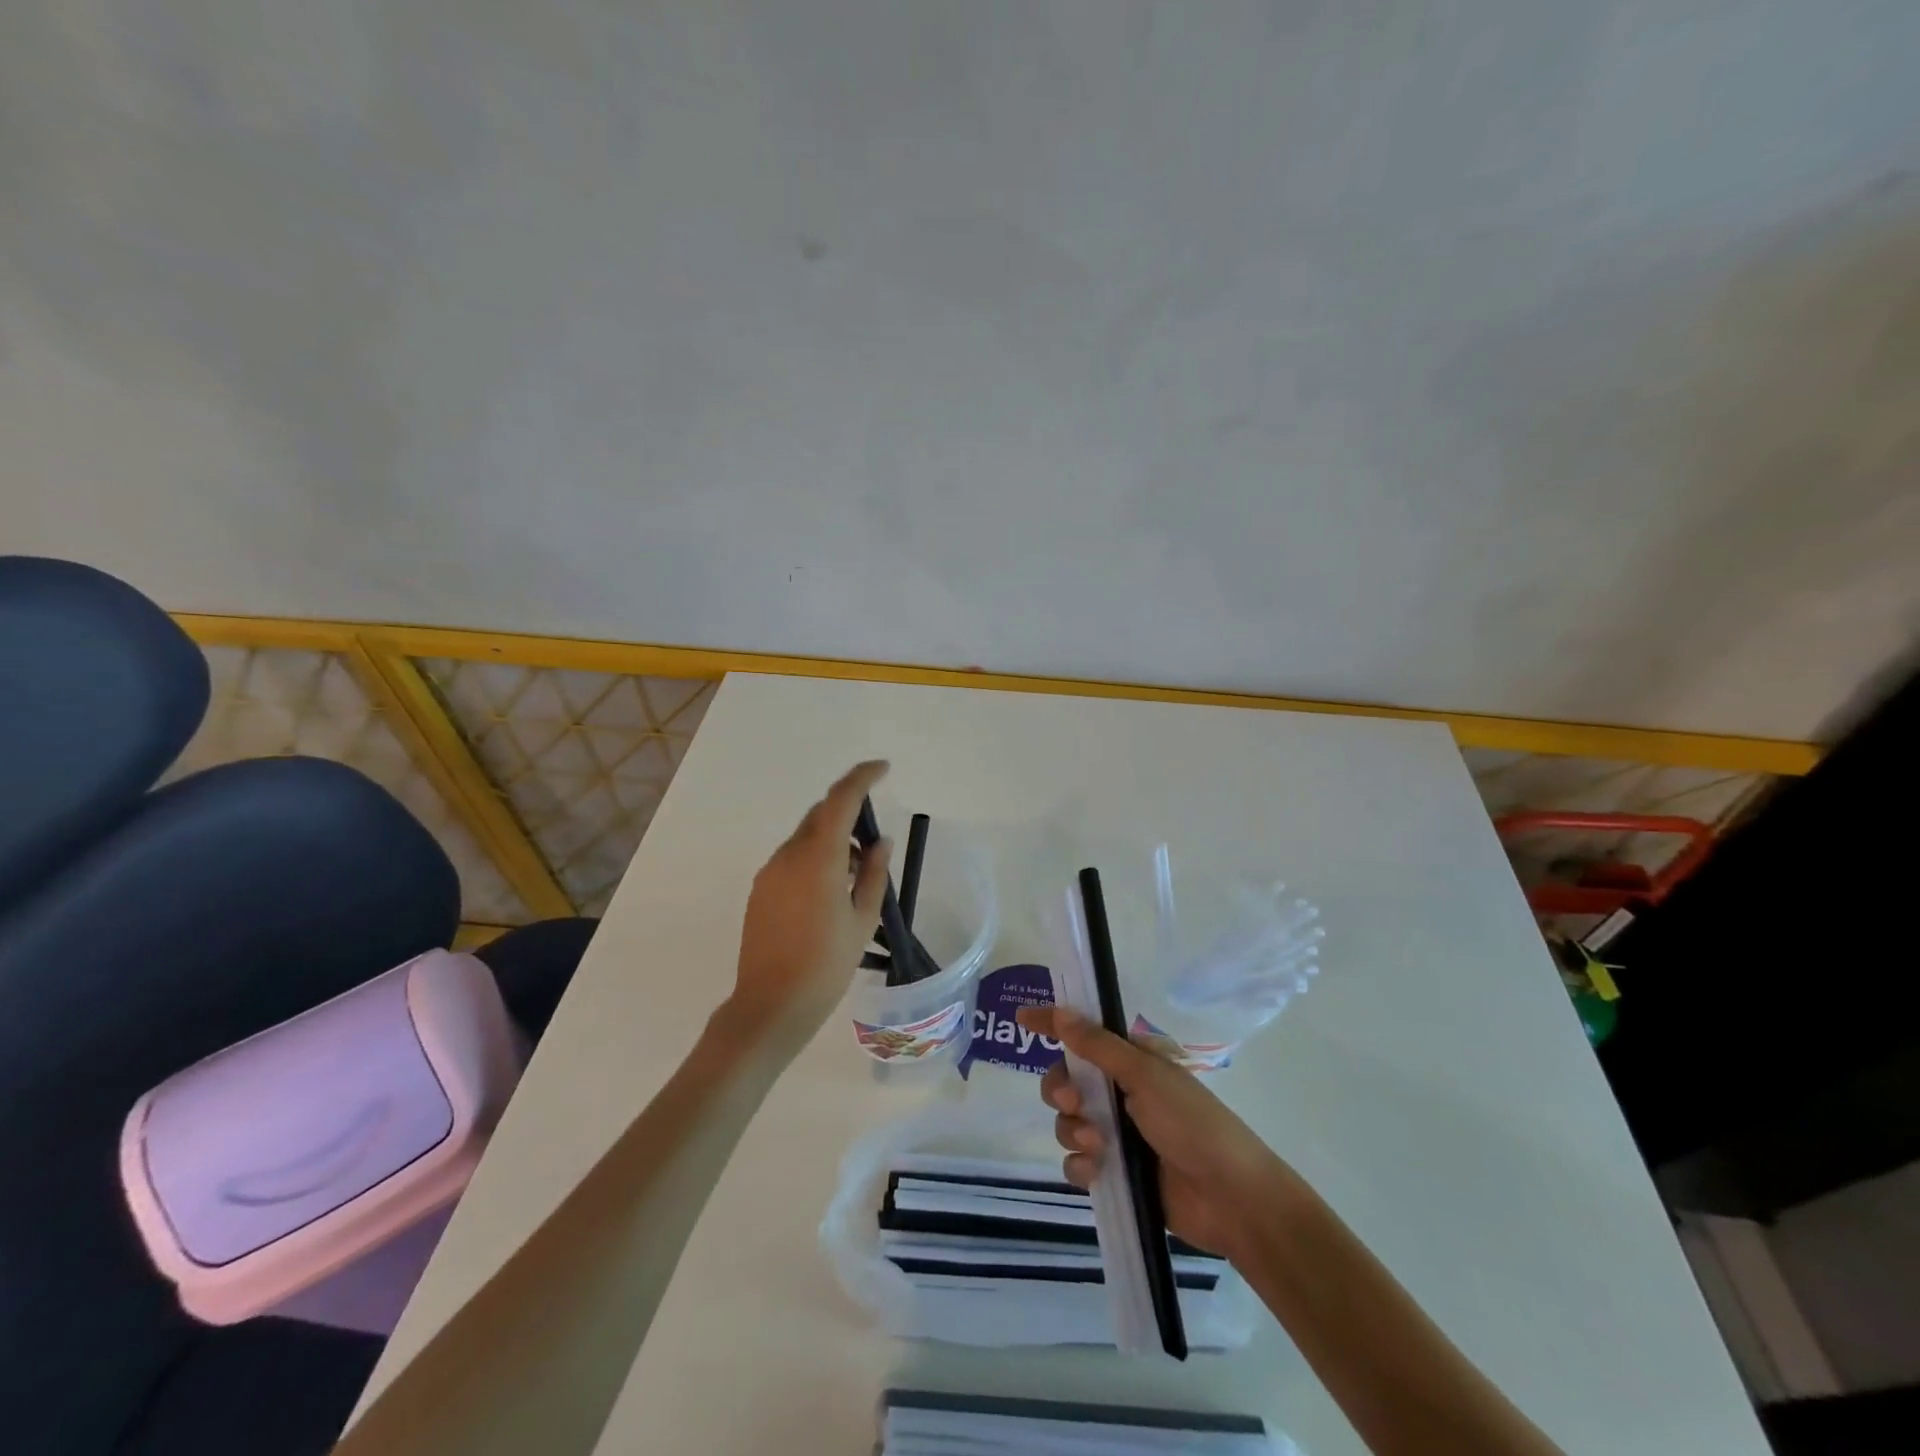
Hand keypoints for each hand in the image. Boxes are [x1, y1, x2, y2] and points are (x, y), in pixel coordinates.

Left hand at [728, 760, 892, 1041]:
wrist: (771, 1004)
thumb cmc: (827, 964)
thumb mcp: (863, 919)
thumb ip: (875, 873)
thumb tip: (880, 841)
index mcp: (820, 857)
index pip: (841, 799)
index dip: (862, 777)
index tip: (883, 769)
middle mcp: (790, 855)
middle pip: (821, 815)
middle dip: (849, 813)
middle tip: (873, 843)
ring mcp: (770, 871)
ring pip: (806, 837)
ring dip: (832, 840)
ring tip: (855, 876)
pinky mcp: (760, 889)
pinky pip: (792, 858)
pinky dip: (814, 858)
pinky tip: (828, 892)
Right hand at [1016, 1005, 1307, 1261]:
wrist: (1230, 1199)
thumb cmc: (1192, 1124)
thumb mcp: (1145, 1076)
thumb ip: (1098, 1047)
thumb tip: (1061, 1012)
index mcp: (1132, 1062)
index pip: (1085, 1034)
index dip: (1053, 1024)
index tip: (1021, 1019)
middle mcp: (1120, 1092)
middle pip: (1067, 1080)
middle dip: (1060, 1089)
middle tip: (1071, 1103)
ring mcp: (1118, 1134)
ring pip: (1067, 1121)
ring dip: (1073, 1130)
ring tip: (1099, 1146)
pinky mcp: (1116, 1173)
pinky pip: (1077, 1161)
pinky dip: (1080, 1165)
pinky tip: (1096, 1172)